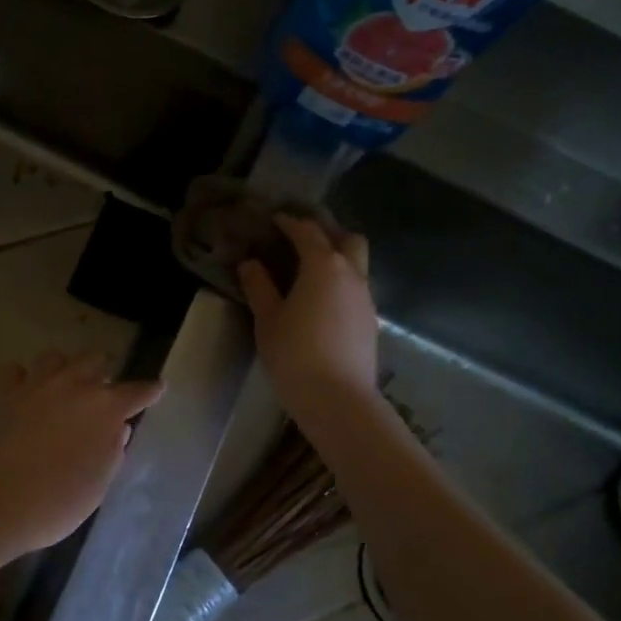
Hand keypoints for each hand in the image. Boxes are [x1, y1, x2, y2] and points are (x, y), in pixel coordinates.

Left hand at [0, 352, 164, 566]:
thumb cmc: (56, 501)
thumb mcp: (97, 485)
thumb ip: (112, 452)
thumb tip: (118, 430)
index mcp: (105, 408)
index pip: (136, 391)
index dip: (149, 391)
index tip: (157, 388)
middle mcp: (73, 385)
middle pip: (94, 361)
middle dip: (102, 373)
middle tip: (101, 391)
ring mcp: (36, 383)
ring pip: (56, 357)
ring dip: (64, 369)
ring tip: (63, 387)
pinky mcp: (4, 390)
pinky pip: (18, 372)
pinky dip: (24, 379)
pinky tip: (24, 393)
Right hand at [237, 215, 379, 424]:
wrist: (339, 401)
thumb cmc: (295, 355)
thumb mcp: (268, 320)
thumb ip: (259, 287)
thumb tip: (250, 264)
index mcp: (323, 266)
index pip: (307, 232)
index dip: (290, 222)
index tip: (274, 219)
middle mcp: (351, 274)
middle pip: (347, 239)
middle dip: (326, 232)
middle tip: (301, 239)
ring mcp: (365, 299)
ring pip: (356, 263)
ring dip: (337, 257)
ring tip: (309, 270)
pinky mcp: (370, 321)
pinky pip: (356, 287)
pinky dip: (341, 282)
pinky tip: (322, 300)